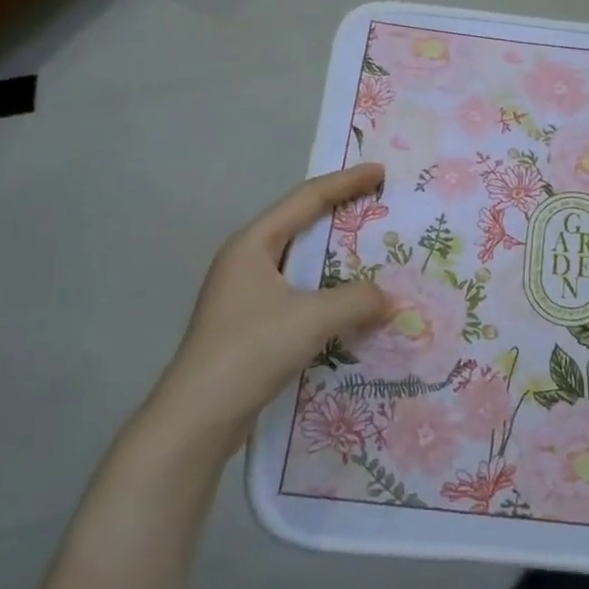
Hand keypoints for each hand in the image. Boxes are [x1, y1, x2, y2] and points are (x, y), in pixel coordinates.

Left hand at [149, 164, 390, 450]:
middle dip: (341, 216)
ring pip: (299, 264)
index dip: (345, 182)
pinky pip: (297, 294)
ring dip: (335, 260)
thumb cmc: (251, 349)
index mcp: (252, 244)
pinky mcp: (249, 325)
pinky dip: (326, 292)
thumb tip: (390, 299)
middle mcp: (245, 261)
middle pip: (300, 226)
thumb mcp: (313, 318)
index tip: (380, 172)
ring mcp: (244, 295)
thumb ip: (358, 300)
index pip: (306, 199)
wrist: (198, 415)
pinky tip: (349, 306)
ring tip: (372, 256)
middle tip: (379, 209)